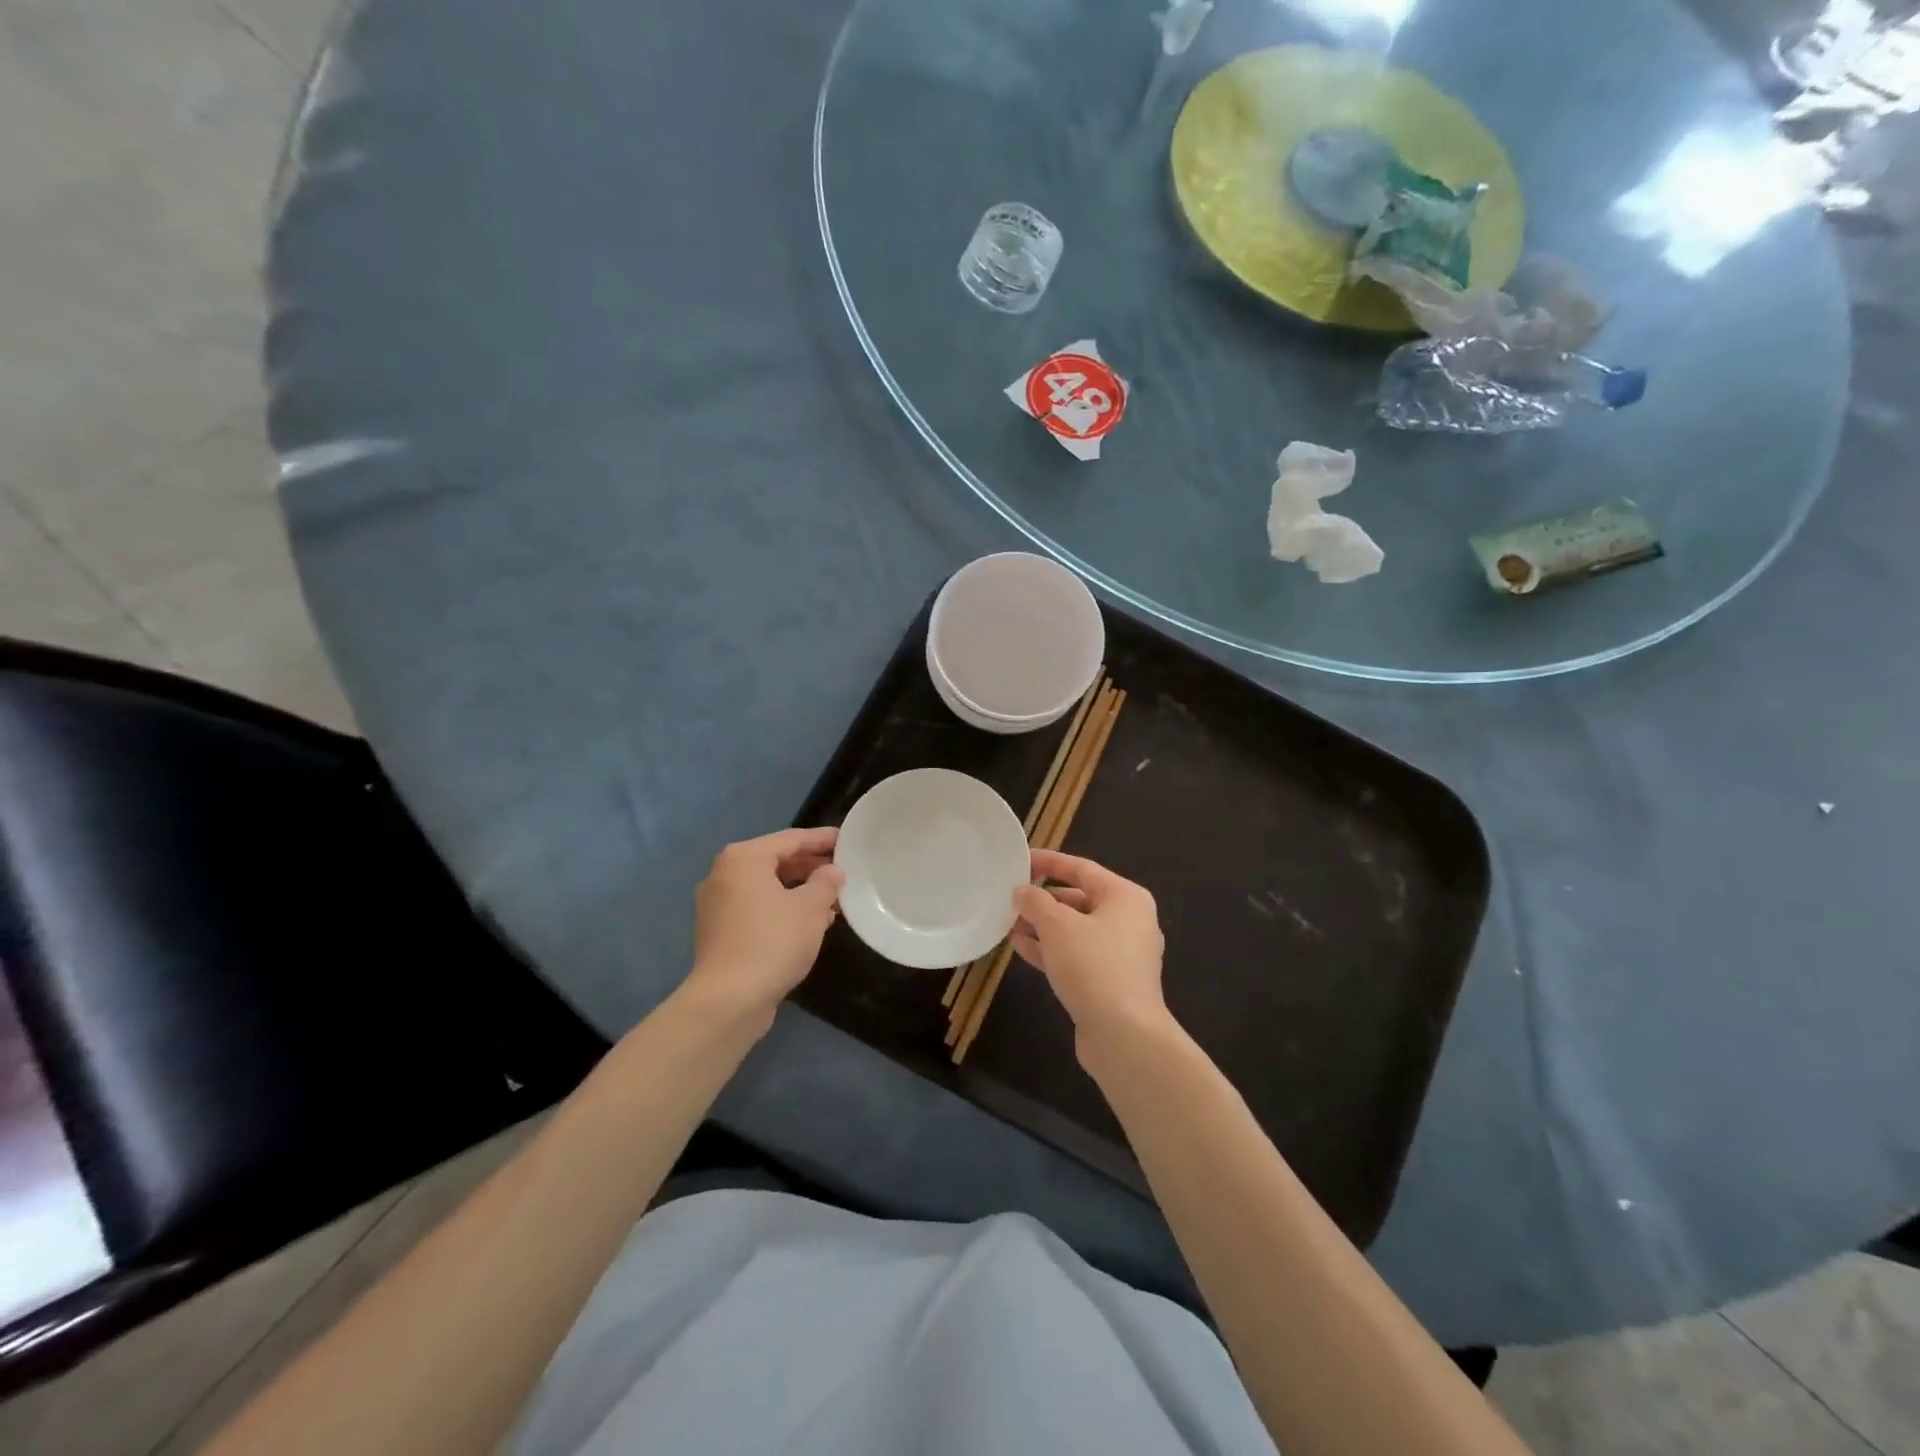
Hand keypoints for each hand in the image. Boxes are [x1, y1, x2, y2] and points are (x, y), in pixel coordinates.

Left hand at [686, 827, 843, 1018]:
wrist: (728, 1000)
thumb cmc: (773, 942)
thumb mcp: (811, 908)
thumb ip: (826, 882)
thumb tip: (832, 871)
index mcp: (744, 858)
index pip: (791, 838)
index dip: (822, 839)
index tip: (847, 840)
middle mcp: (724, 874)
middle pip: (776, 861)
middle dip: (811, 866)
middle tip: (843, 871)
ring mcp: (718, 904)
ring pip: (767, 887)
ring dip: (800, 890)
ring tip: (833, 899)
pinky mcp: (720, 931)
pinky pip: (758, 908)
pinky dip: (783, 908)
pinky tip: (810, 923)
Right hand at [1010, 850, 1167, 1048]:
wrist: (1124, 1035)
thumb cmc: (1094, 966)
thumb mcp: (1057, 925)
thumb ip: (1035, 902)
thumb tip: (1022, 891)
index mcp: (1126, 898)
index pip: (1082, 868)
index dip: (1049, 862)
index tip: (1021, 860)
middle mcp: (1130, 921)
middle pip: (1080, 899)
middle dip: (1044, 899)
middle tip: (1011, 897)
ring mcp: (1122, 955)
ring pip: (1076, 930)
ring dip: (1044, 926)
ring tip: (1010, 922)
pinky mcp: (1111, 983)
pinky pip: (1077, 956)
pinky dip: (1051, 949)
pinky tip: (1021, 948)